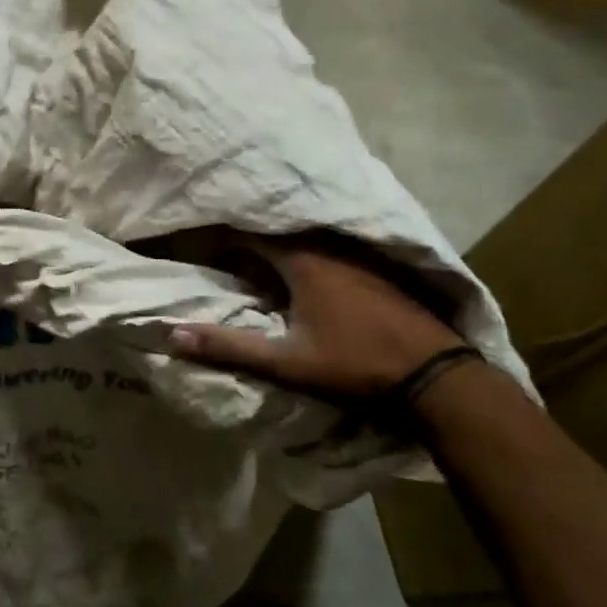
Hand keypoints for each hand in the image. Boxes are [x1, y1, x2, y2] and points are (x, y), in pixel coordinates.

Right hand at [171, 236, 464, 398]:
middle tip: (221, 253)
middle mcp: (328, 246)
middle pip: (276, 232)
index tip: (197, 243)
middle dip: (246, 240)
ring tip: (253, 260)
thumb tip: (172, 336)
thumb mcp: (285, 361)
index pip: (249, 233)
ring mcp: (356, 255)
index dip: (220, 236)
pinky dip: (304, 253)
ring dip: (277, 246)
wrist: (434, 374)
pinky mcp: (375, 267)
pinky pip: (327, 247)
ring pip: (304, 238)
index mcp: (302, 260)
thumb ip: (229, 346)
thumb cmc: (354, 364)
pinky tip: (301, 275)